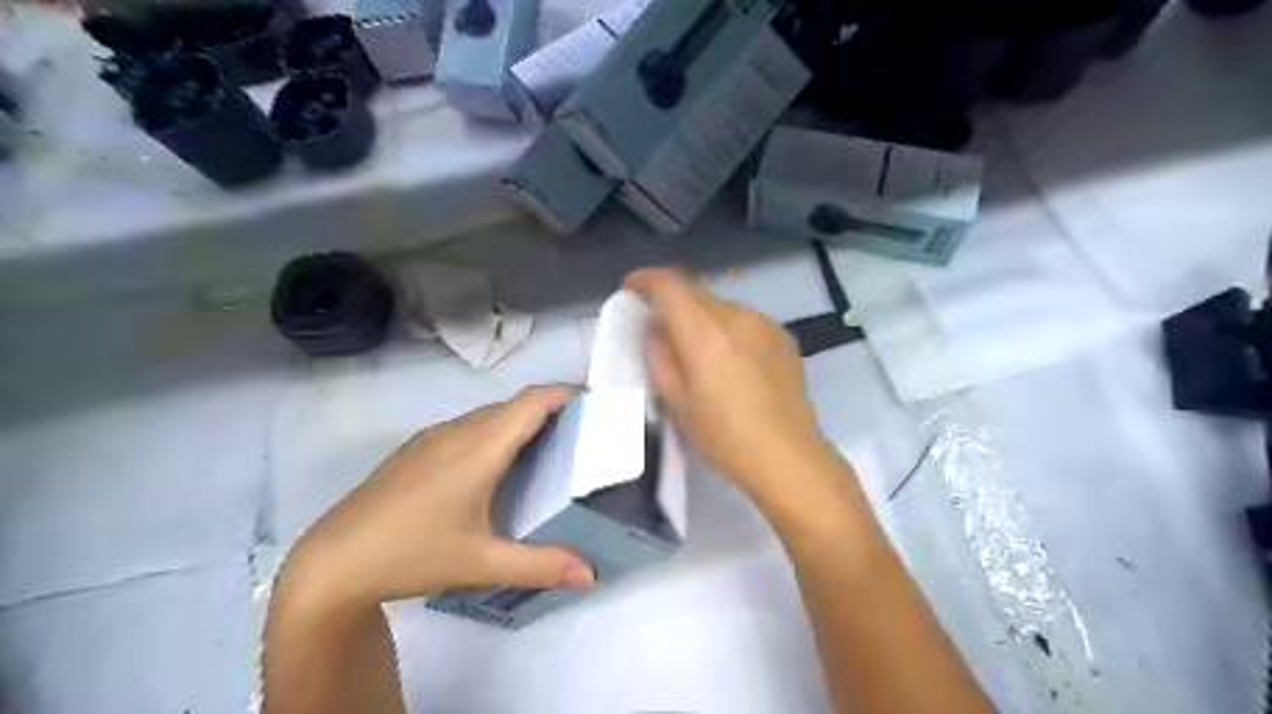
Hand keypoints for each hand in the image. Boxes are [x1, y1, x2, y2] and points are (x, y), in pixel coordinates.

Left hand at [282, 385, 597, 611]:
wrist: (333, 562)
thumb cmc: (412, 553)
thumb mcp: (483, 563)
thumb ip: (542, 565)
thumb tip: (591, 575)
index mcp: (480, 448)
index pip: (532, 402)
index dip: (564, 392)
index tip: (594, 399)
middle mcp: (458, 432)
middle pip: (513, 405)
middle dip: (550, 408)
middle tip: (581, 431)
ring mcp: (432, 438)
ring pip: (488, 415)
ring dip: (521, 420)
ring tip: (546, 447)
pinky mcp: (415, 450)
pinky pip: (467, 427)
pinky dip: (495, 432)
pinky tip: (495, 466)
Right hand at [625, 269, 842, 508]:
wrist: (788, 457)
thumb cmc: (724, 437)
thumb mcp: (678, 403)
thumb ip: (661, 358)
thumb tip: (655, 330)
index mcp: (705, 333)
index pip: (670, 287)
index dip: (647, 281)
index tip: (632, 290)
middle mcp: (736, 317)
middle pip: (696, 294)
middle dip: (674, 304)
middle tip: (661, 330)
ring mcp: (764, 324)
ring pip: (722, 308)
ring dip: (703, 319)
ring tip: (699, 352)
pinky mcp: (783, 337)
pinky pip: (745, 322)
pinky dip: (729, 331)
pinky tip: (731, 362)